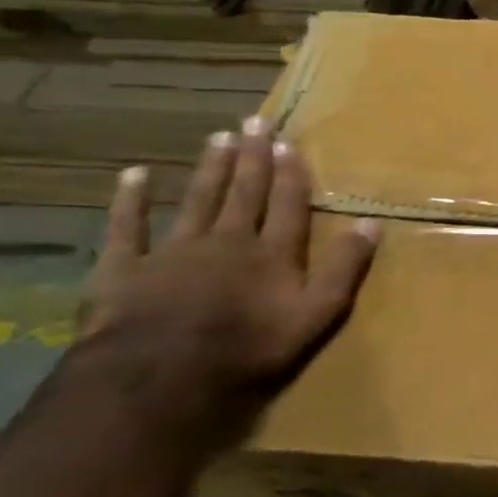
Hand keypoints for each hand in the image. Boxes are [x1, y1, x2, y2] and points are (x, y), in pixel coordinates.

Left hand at [80, 117, 379, 454]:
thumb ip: (345, 267)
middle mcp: (228, 240)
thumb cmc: (249, 347)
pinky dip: (131, 200)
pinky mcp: (126, 267)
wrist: (158, 375)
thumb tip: (372, 223)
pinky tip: (136, 174)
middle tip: (255, 120)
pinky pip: (128, 226)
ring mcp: (175, 250)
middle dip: (252, 156)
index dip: (290, 173)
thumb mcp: (317, 313)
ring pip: (198, 199)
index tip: (288, 142)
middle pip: (244, 191)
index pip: (287, 203)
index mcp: (273, 252)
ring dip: (210, 167)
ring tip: (219, 136)